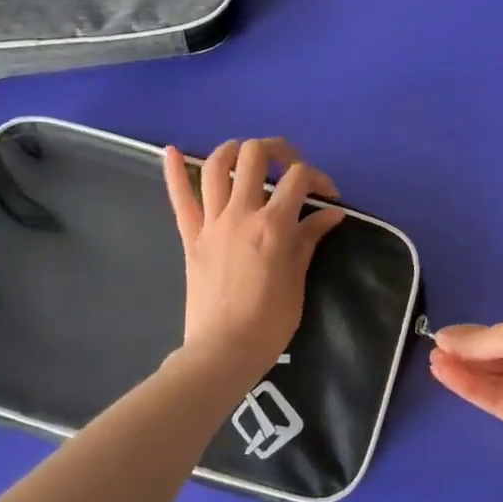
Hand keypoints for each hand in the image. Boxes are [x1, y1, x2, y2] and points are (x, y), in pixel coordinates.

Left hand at [162, 138, 346, 387]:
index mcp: (273, 226)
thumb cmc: (269, 322)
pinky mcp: (191, 237)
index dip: (318, 179)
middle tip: (289, 165)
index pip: (299, 179)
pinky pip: (179, 199)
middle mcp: (241, 214)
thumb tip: (331, 213)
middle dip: (277, 150)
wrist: (222, 351)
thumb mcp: (298, 280)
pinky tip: (171, 151)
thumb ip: (309, 239)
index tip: (328, 197)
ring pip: (216, 167)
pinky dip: (174, 171)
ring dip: (233, 150)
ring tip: (247, 154)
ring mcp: (211, 223)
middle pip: (255, 156)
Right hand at [428, 316, 502, 470]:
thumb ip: (482, 338)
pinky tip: (445, 376)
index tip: (447, 336)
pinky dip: (471, 388)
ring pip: (497, 378)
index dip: (480, 333)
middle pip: (502, 355)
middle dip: (469, 351)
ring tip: (433, 361)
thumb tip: (444, 338)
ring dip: (465, 369)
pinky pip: (496, 399)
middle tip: (435, 349)